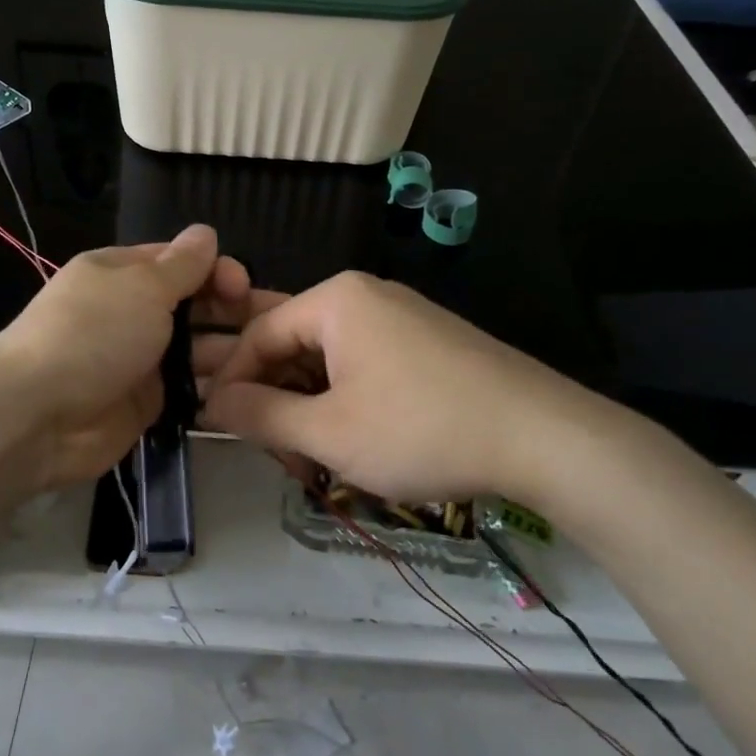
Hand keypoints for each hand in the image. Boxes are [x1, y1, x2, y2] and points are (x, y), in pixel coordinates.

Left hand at [0, 225, 277, 492]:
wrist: (38, 416)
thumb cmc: (94, 335)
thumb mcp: (142, 286)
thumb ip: (182, 264)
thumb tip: (206, 233)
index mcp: (124, 273)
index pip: (181, 262)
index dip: (217, 270)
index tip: (244, 288)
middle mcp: (133, 312)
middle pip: (195, 305)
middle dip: (235, 311)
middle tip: (279, 327)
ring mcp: (140, 359)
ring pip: (197, 349)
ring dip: (232, 352)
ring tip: (275, 362)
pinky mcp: (146, 402)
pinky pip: (190, 389)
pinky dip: (216, 389)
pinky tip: (252, 391)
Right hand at [201, 271, 666, 509]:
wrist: (544, 436)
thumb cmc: (421, 429)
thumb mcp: (328, 432)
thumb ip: (260, 416)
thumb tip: (211, 404)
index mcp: (334, 300)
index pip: (258, 335)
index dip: (233, 383)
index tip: (220, 429)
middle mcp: (364, 296)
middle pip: (293, 344)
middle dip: (276, 400)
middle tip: (277, 455)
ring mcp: (400, 317)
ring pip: (329, 359)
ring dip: (310, 407)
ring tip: (313, 459)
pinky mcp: (426, 342)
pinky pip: (364, 364)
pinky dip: (346, 401)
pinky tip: (353, 442)